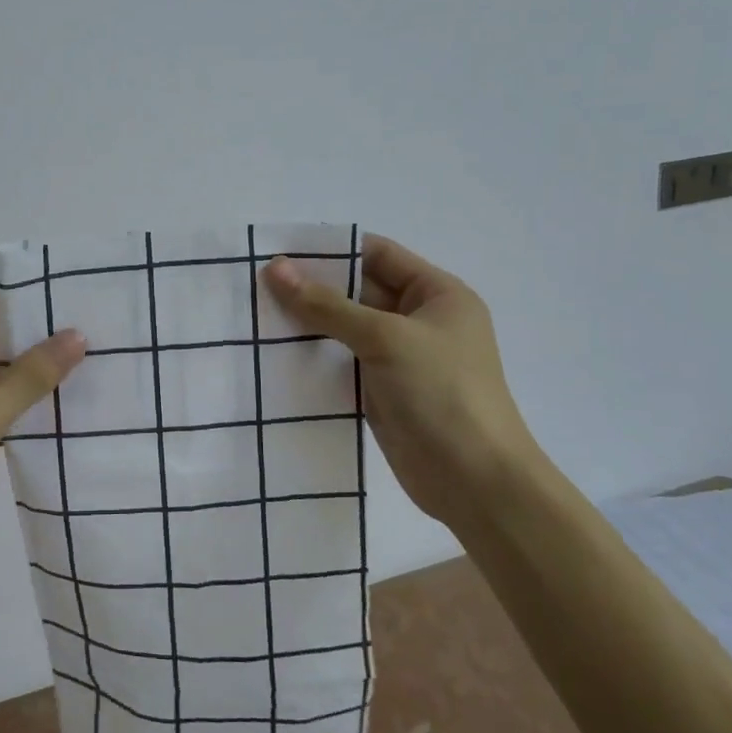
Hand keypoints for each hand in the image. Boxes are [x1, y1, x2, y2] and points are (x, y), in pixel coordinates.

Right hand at [263, 235, 539, 525]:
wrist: (474, 482)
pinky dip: (313, 356)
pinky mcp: (382, 391)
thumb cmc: (442, 393)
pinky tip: (274, 353)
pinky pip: (342, 362)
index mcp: (437, 294)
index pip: (377, 255)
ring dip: (308, 323)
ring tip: (257, 315)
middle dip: (312, 287)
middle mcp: (419, 320)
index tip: (280, 252)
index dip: (331, 250)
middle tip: (257, 285)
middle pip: (358, 291)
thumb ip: (327, 305)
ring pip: (346, 328)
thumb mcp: (385, 338)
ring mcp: (400, 358)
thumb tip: (275, 269)